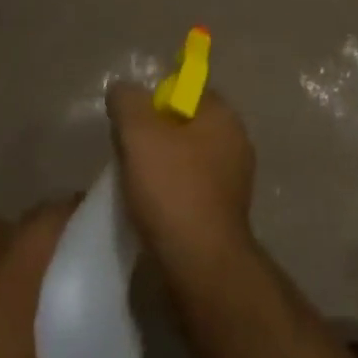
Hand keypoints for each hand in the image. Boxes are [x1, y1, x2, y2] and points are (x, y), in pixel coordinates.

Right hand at [105, 82, 255, 278]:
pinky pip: (191, 192)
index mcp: (223, 114)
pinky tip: (151, 212)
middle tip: (127, 155)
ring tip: (134, 186)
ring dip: (162, 169)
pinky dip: (171, 197)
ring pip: (187, 161)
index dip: (154, 101)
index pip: (186, 90)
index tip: (131, 124)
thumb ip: (127, 101)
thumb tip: (121, 89)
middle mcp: (235, 140)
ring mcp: (234, 181)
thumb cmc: (173, 189)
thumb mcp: (138, 133)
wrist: (200, 268)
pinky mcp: (225, 216)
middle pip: (185, 125)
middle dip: (155, 136)